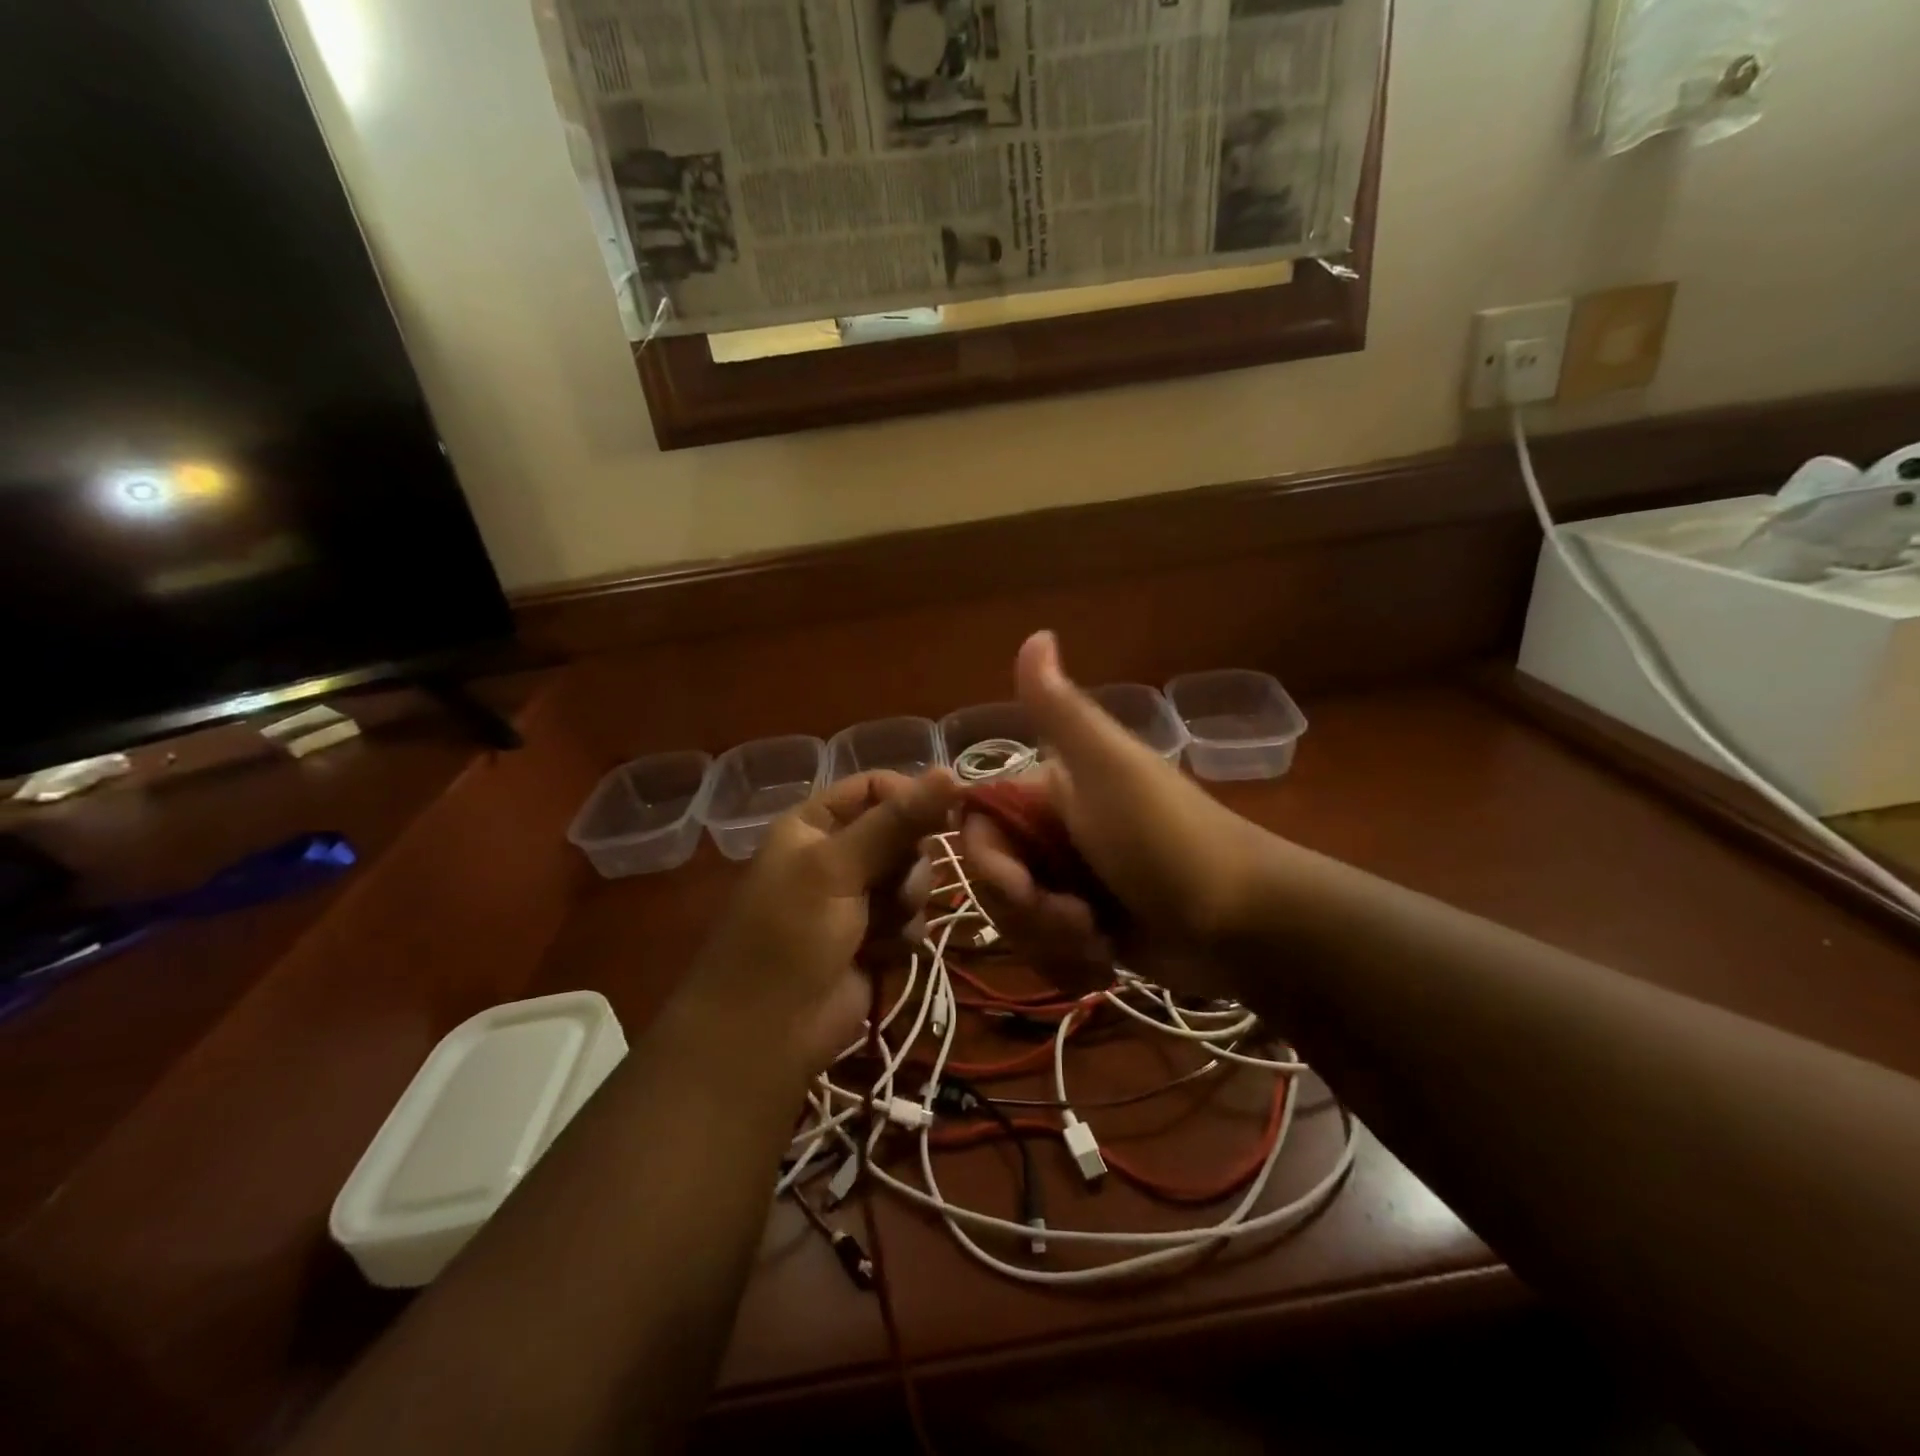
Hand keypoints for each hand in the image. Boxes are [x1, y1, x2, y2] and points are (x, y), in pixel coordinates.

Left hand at [685, 770, 959, 1075]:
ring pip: (913, 879)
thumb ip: (898, 820)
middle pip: (903, 834)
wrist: (766, 1033)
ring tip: (881, 928)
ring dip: (905, 903)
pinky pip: (911, 920)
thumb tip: (952, 771)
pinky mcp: (874, 939)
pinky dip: (902, 936)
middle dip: (909, 863)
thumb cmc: (791, 935)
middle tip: (895, 888)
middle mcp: (837, 855)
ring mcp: (856, 899)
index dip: (910, 798)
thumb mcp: (839, 867)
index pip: (876, 787)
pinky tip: (882, 954)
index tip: (943, 818)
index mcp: (815, 824)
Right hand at [928, 632, 1276, 995]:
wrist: (1244, 923)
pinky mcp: (1089, 932)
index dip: (989, 866)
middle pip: (994, 884)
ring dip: (1052, 943)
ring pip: (1017, 924)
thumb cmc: (1168, 839)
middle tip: (1079, 920)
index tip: (1022, 889)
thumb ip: (1059, 709)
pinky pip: (1046, 954)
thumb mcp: (1108, 767)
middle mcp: (1053, 836)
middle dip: (1029, 914)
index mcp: (1049, 793)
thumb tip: (1036, 633)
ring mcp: (1071, 886)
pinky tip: (1106, 961)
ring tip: (1100, 941)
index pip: (978, 829)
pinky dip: (1070, 964)